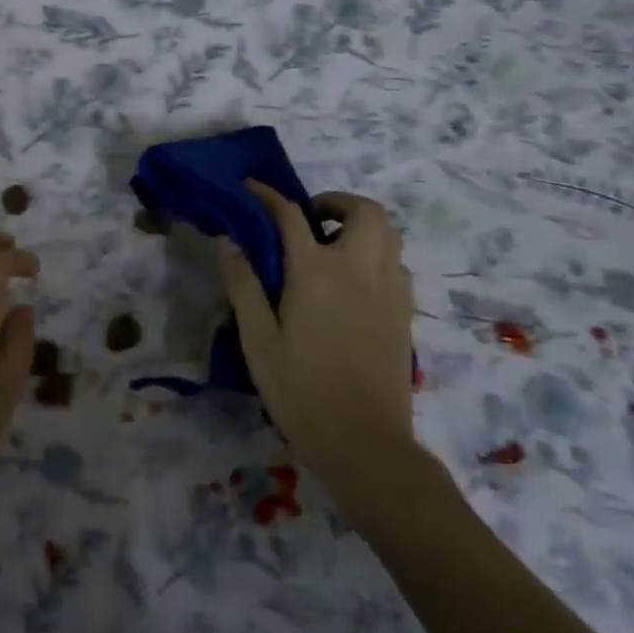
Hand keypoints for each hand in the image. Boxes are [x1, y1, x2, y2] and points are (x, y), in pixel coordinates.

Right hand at [217, 180, 415, 481]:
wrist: (365, 444)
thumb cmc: (302, 392)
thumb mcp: (258, 340)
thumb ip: (243, 285)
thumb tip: (228, 240)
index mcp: (316, 273)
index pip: (291, 215)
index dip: (269, 195)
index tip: (251, 188)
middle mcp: (359, 269)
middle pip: (363, 210)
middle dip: (335, 202)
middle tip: (309, 219)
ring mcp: (390, 290)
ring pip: (388, 233)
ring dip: (360, 224)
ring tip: (331, 246)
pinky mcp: (405, 312)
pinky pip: (396, 262)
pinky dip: (376, 253)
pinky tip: (353, 282)